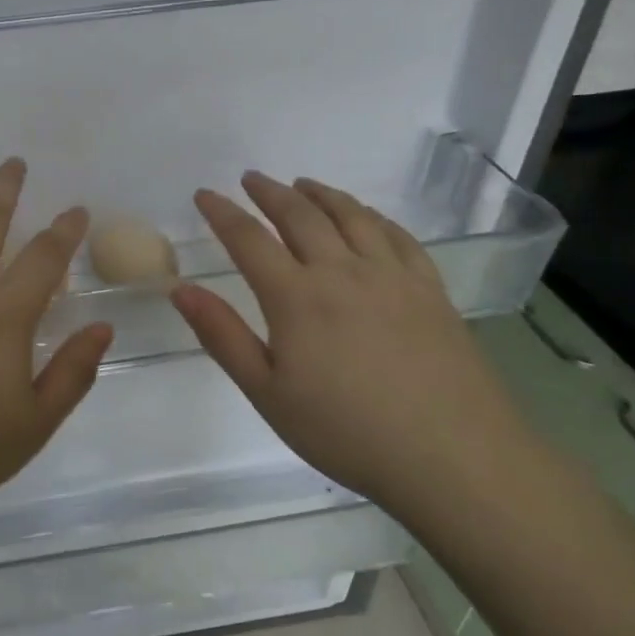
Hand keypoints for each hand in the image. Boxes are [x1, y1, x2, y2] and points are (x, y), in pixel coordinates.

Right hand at [170, 171, 532, 507]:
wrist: (453, 457)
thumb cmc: (346, 432)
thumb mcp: (267, 393)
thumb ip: (222, 336)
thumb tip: (181, 289)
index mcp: (297, 297)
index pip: (249, 240)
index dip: (222, 213)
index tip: (204, 194)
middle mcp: (343, 272)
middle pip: (301, 216)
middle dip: (270, 193)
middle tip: (252, 178)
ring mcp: (392, 277)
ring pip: (351, 216)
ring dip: (321, 195)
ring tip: (303, 184)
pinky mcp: (430, 290)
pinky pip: (398, 236)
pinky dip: (374, 216)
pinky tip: (367, 217)